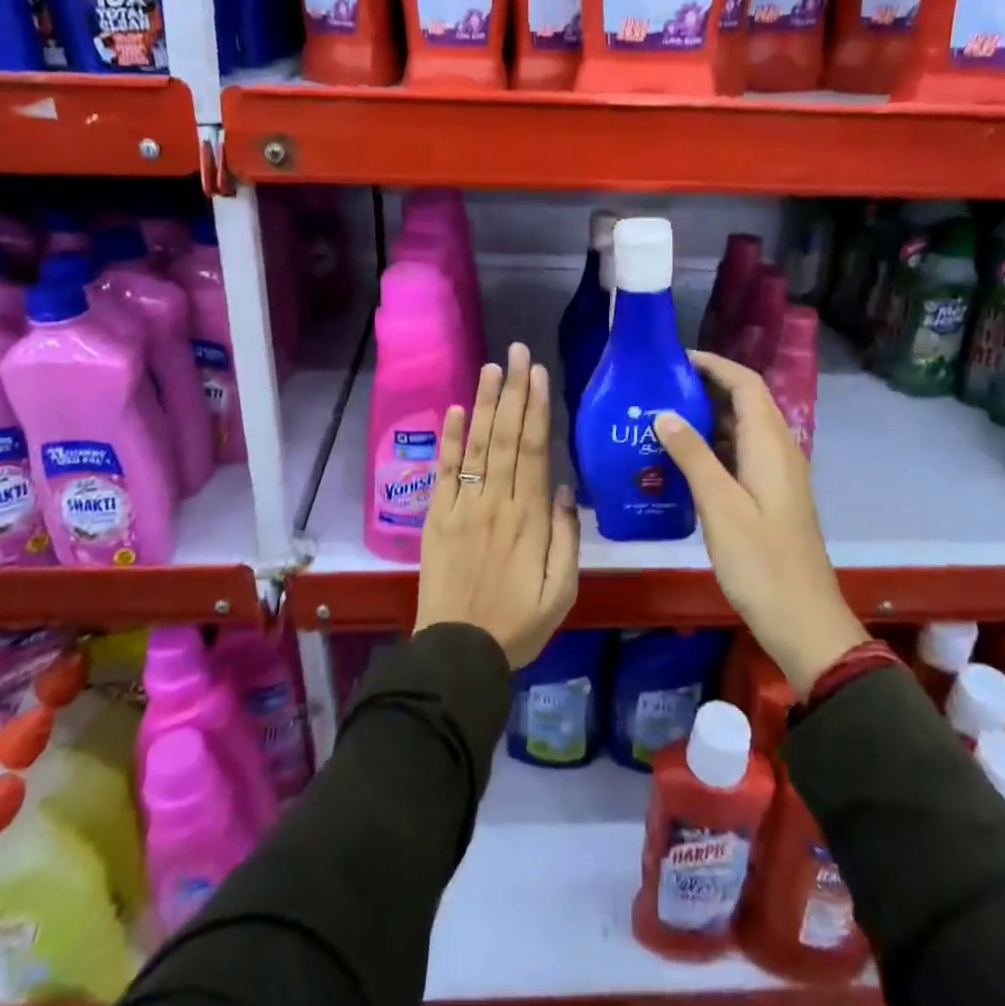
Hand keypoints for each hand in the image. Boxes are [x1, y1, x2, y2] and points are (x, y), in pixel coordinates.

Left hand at [414, 343, 580, 668]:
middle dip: (513, 392)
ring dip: (485, 404)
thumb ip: (567, 538)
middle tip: (516, 352)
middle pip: (506, 438)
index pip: (535, 451)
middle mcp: (497, 503)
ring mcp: (463, 508)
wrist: (458, 653)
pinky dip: (450, 440)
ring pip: (477, 446)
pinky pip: (445, 472)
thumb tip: (565, 488)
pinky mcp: (437, 518)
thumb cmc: (518, 624)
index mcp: (530, 520)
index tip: (538, 374)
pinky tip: (457, 409)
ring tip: (491, 367)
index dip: (536, 409)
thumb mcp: (562, 592)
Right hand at [654, 350, 865, 696]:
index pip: (746, 384)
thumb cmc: (761, 561)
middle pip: (745, 402)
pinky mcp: (771, 497)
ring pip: (742, 430)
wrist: (803, 620)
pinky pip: (741, 455)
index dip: (714, 365)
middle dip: (705, 388)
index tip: (675, 359)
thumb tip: (664, 412)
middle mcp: (779, 451)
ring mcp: (777, 475)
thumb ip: (693, 455)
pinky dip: (713, 447)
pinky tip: (681, 460)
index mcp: (771, 445)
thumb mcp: (720, 505)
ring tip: (662, 417)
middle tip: (659, 388)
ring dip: (707, 418)